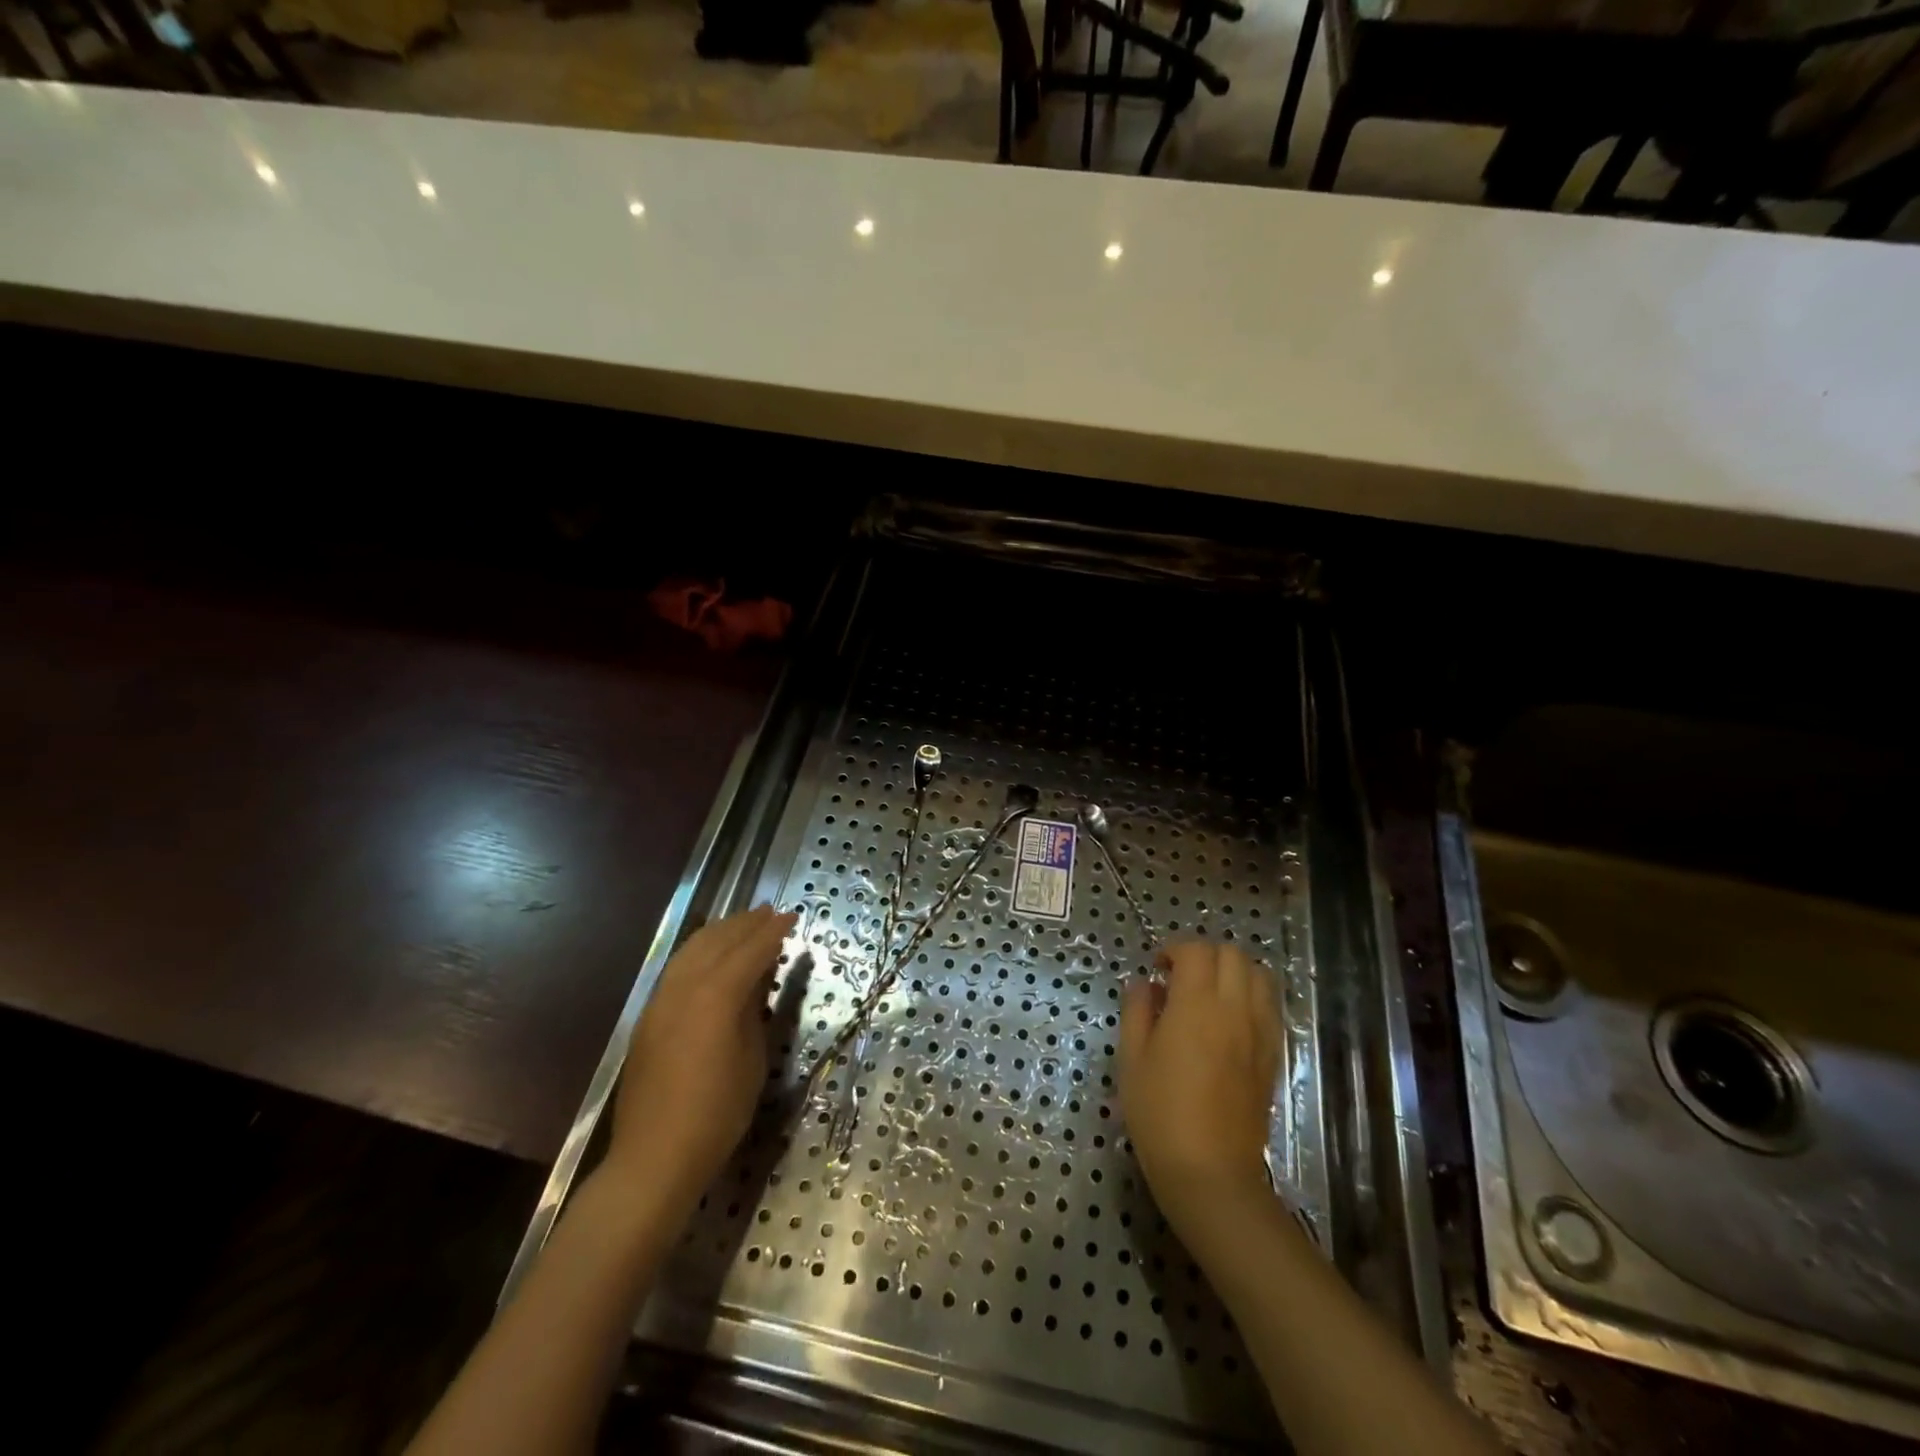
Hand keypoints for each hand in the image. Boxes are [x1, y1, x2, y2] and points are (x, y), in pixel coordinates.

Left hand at [604, 904, 797, 1210]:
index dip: (773, 932)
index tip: (792, 917)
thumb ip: (754, 1010)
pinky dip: (699, 951)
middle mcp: (684, 988)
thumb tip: (759, 979)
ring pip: (691, 950)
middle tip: (769, 912)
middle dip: (745, 924)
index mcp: (716, 997)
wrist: (654, 1157)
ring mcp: (660, 1001)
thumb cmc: (717, 1113)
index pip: (750, 951)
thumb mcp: (753, 1060)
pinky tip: (709, 954)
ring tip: (742, 923)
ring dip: (719, 932)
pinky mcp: (648, 1017)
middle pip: (717, 942)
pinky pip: (677, 968)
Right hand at [1118, 941, 1281, 1236]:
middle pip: (1233, 954)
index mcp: (1197, 1005)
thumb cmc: (1159, 1113)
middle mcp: (1235, 1009)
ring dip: (1233, 971)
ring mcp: (1260, 1032)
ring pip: (1259, 975)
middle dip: (1205, 954)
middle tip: (1180, 978)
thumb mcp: (1132, 1058)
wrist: (1210, 1173)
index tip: (1157, 969)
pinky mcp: (1273, 1055)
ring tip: (1208, 993)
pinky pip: (1270, 1006)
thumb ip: (1137, 1011)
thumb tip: (1144, 984)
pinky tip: (1228, 1019)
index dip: (1174, 950)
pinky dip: (1251, 996)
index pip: (1196, 950)